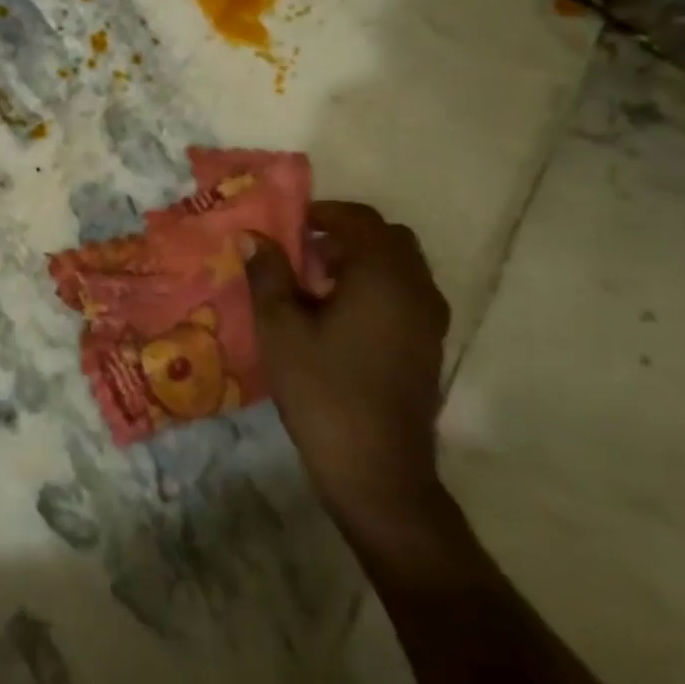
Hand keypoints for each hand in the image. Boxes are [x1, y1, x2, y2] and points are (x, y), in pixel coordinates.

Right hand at [246, 202, 451, 528]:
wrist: (377, 470)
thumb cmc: (323, 391)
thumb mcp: (281, 329)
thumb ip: (268, 275)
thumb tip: (254, 237)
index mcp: (384, 275)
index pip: (360, 219)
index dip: (323, 213)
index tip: (288, 225)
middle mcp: (417, 288)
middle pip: (387, 239)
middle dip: (345, 236)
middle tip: (303, 254)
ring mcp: (430, 320)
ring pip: (400, 268)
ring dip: (362, 263)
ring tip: (315, 287)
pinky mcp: (429, 347)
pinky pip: (406, 296)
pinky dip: (376, 289)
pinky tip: (339, 320)